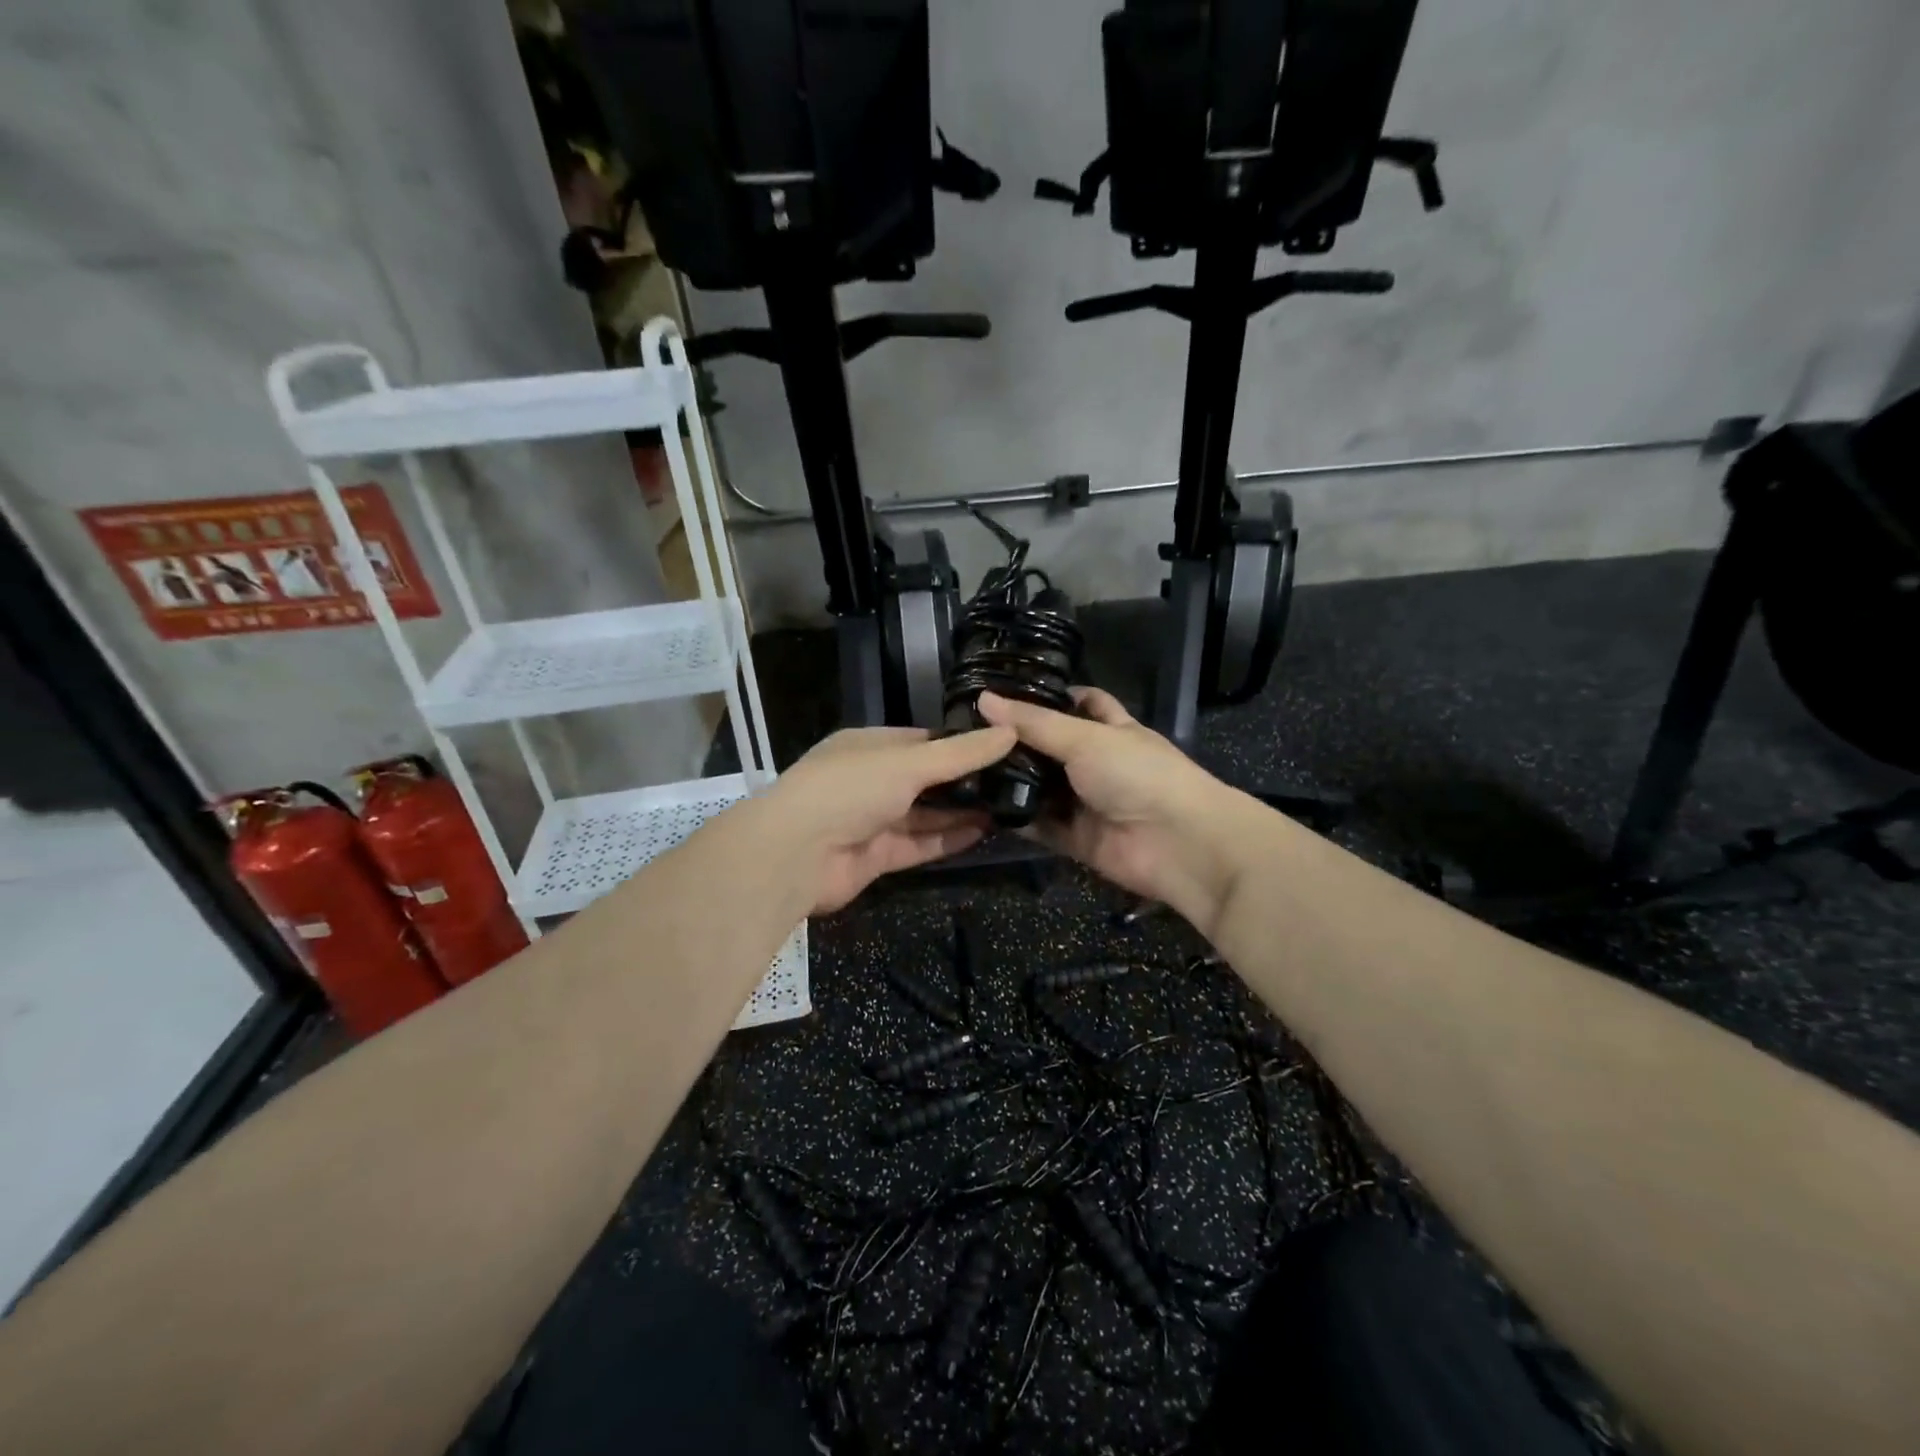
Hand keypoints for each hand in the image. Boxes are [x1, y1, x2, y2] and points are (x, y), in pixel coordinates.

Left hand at [752, 725, 1016, 913]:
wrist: (796, 855)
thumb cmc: (850, 789)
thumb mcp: (909, 762)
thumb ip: (961, 753)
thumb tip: (1010, 731)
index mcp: (869, 746)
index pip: (922, 740)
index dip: (959, 743)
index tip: (1001, 745)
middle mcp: (870, 781)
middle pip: (926, 779)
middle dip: (965, 781)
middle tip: (1015, 779)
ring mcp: (872, 820)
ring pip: (925, 814)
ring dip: (961, 811)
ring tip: (1009, 805)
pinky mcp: (877, 857)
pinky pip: (919, 844)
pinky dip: (948, 839)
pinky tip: (985, 832)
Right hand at [975, 688, 1245, 927]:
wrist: (1179, 844)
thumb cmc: (1139, 774)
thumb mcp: (1085, 738)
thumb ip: (1034, 723)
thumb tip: (983, 699)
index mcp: (1111, 730)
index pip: (1082, 703)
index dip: (1051, 695)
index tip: (1006, 691)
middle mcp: (1097, 764)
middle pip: (1052, 748)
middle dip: (1017, 742)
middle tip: (968, 732)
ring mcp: (1087, 803)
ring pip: (1042, 788)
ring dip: (1011, 781)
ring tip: (963, 767)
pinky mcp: (1076, 839)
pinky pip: (1039, 826)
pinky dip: (1015, 819)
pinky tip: (979, 808)